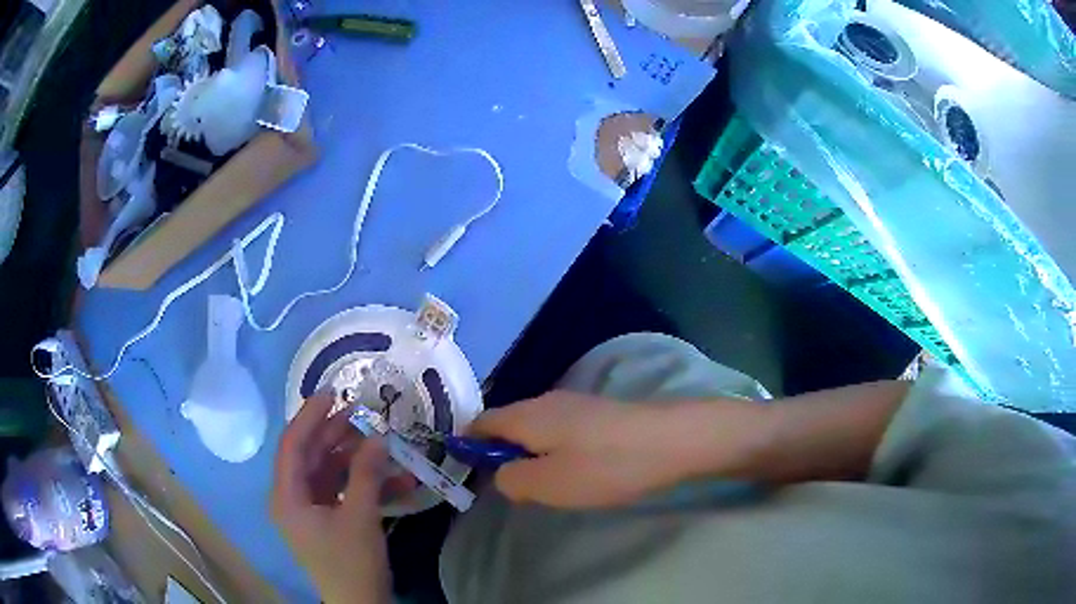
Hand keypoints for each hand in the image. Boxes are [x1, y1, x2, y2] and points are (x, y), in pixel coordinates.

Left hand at [271, 394, 390, 603]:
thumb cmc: (351, 563)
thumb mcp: (360, 517)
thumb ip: (366, 473)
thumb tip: (377, 435)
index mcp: (287, 496)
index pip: (292, 444)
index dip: (310, 416)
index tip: (333, 393)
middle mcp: (293, 498)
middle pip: (310, 455)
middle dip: (336, 433)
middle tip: (363, 413)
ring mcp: (311, 509)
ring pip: (329, 471)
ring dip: (356, 459)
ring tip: (383, 443)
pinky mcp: (328, 519)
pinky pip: (343, 491)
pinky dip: (365, 484)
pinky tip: (397, 482)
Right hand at [469, 391, 761, 508]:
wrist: (673, 439)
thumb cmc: (606, 466)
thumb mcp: (549, 484)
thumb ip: (512, 480)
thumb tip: (503, 474)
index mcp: (526, 414)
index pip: (480, 423)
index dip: (469, 447)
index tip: (470, 474)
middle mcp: (546, 400)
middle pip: (508, 424)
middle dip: (503, 454)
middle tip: (515, 488)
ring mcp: (575, 402)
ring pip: (536, 428)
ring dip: (532, 454)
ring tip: (547, 484)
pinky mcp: (598, 412)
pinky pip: (561, 430)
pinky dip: (556, 450)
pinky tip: (577, 470)